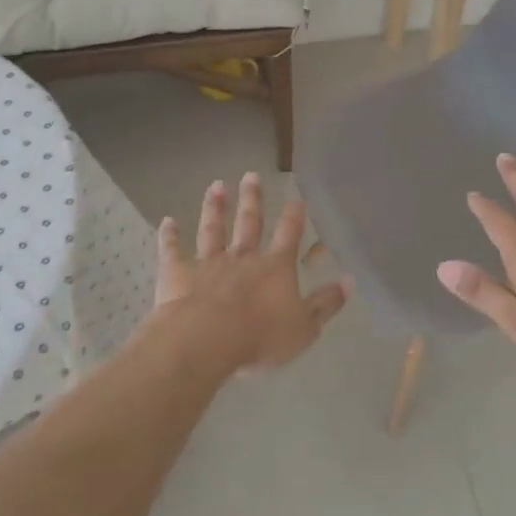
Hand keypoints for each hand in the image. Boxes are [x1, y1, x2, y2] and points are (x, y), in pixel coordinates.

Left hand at [152, 173, 350, 375]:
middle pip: (249, 222)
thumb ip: (326, 304)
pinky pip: (173, 250)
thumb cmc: (260, 336)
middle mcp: (243, 257)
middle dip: (252, 199)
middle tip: (251, 175)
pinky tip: (167, 221)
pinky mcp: (178, 273)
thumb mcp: (304, 327)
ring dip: (214, 207)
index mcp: (275, 268)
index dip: (294, 216)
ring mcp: (208, 262)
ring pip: (212, 229)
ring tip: (215, 185)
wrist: (206, 340)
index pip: (289, 235)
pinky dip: (169, 235)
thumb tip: (349, 281)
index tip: (296, 197)